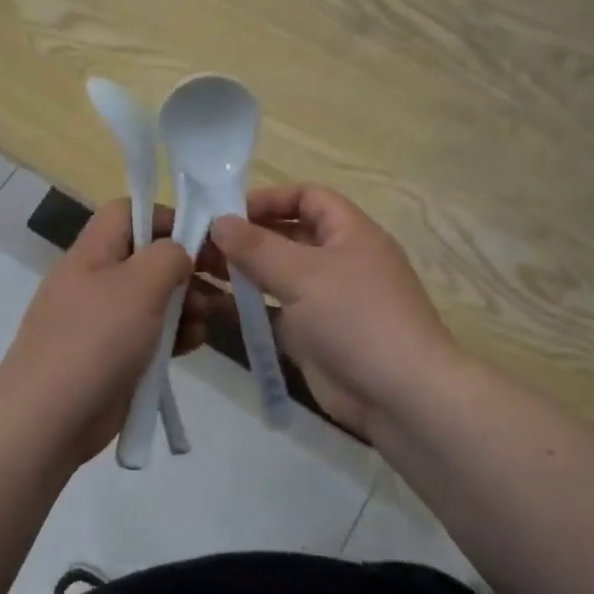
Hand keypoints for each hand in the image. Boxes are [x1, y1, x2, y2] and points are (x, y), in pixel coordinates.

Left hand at [0, 199, 198, 463]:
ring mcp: (102, 322)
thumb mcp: (139, 285)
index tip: (201, 238)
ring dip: (186, 304)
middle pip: (146, 258)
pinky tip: (194, 344)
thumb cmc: (96, 340)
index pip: (127, 212)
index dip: (165, 217)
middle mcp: (95, 281)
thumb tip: (179, 253)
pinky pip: (149, 335)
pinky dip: (173, 335)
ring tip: (209, 319)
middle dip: (186, 268)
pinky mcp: (112, 357)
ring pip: (153, 299)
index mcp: (92, 253)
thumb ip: (168, 256)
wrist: (48, 419)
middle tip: (220, 283)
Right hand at [208, 185, 458, 436]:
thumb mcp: (304, 274)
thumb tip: (219, 221)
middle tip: (197, 243)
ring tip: (194, 270)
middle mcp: (338, 261)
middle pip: (287, 236)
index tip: (227, 212)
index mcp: (349, 233)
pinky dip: (245, 307)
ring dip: (239, 272)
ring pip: (276, 276)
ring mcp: (325, 300)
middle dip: (245, 237)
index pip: (308, 198)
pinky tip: (208, 306)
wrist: (399, 395)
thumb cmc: (355, 317)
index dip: (270, 199)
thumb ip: (257, 247)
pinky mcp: (312, 336)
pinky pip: (273, 312)